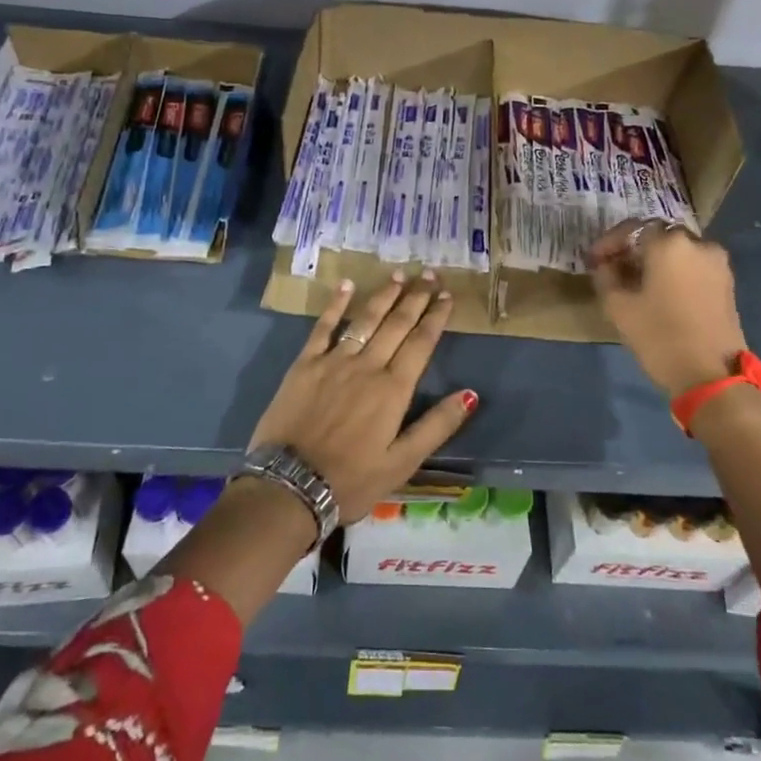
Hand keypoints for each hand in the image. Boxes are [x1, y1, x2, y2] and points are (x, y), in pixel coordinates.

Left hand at [249, 271, 476, 522]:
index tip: (446, 295)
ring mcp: (334, 361)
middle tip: (429, 274)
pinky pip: (323, 326)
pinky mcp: (305, 364)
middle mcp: (367, 366)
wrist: (289, 486)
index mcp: (393, 389)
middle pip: (397, 324)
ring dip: (384, 295)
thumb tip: (470, 394)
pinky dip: (336, 304)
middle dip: (415, 297)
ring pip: (365, 319)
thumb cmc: (351, 481)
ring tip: (399, 275)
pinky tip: (347, 285)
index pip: (421, 343)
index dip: (436, 317)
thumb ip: (437, 426)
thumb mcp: (402, 463)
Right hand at [588, 221, 748, 396]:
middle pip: (658, 236)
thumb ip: (605, 276)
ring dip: (655, 261)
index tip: (593, 261)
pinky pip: (694, 266)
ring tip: (636, 282)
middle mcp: (697, 243)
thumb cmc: (660, 336)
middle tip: (613, 268)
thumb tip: (605, 265)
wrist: (712, 376)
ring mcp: (716, 263)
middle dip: (633, 249)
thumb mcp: (618, 307)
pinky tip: (660, 292)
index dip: (609, 242)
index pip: (632, 228)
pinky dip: (675, 272)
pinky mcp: (727, 283)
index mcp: (669, 243)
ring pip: (678, 251)